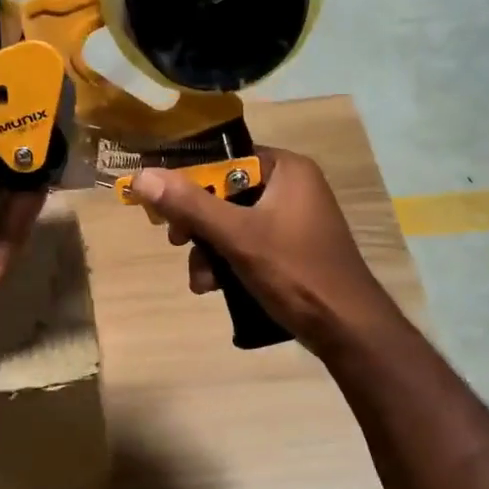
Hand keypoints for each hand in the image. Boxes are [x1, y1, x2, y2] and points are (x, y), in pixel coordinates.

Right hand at [129, 147, 398, 355]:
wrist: (346, 327)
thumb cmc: (295, 272)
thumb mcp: (238, 237)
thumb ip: (190, 205)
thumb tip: (142, 176)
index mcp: (287, 170)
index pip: (225, 161)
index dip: (190, 183)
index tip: (165, 210)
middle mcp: (293, 187)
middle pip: (226, 194)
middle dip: (198, 225)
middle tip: (177, 243)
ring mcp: (294, 221)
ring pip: (233, 224)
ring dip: (209, 251)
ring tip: (201, 280)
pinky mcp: (292, 250)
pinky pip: (249, 245)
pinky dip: (229, 262)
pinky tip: (214, 288)